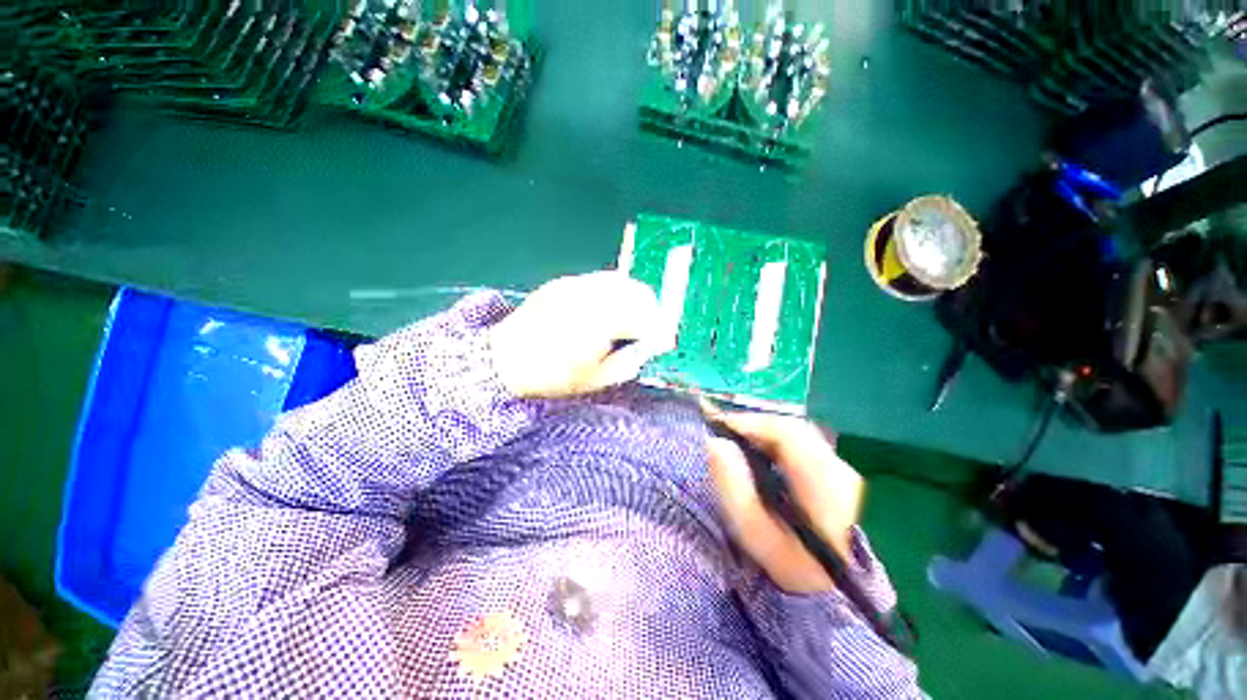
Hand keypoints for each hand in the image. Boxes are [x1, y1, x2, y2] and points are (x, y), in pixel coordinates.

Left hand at [489, 272, 662, 398]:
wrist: (505, 360)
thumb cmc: (553, 375)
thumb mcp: (597, 379)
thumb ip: (630, 360)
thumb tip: (649, 346)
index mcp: (601, 322)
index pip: (645, 315)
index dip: (657, 328)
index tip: (658, 339)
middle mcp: (591, 296)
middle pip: (638, 291)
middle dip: (648, 310)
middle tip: (644, 329)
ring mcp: (576, 284)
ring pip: (620, 282)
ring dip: (631, 299)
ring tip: (624, 319)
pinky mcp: (564, 282)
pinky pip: (599, 281)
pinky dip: (610, 293)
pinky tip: (602, 310)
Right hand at [706, 411, 863, 593]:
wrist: (839, 591)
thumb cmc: (793, 566)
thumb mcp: (756, 533)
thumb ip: (734, 487)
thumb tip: (714, 443)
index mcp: (824, 483)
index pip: (786, 432)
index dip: (750, 423)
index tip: (719, 427)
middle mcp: (838, 468)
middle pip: (792, 428)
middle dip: (754, 426)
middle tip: (724, 433)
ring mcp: (841, 469)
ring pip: (797, 435)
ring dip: (764, 433)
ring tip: (737, 442)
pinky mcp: (837, 473)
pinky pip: (802, 445)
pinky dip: (776, 443)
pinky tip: (760, 455)